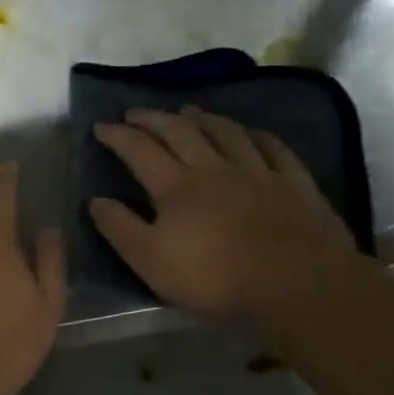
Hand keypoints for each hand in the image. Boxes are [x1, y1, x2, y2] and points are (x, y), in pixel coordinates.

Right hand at [90, 106, 360, 331]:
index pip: (140, 150)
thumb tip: (95, 200)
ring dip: (203, 118)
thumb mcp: (152, 262)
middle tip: (136, 112)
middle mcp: (214, 168)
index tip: (100, 126)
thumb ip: (120, 229)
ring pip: (226, 132)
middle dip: (154, 118)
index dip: (118, 135)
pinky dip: (256, 135)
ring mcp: (258, 172)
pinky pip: (274, 148)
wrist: (298, 285)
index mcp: (177, 187)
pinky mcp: (294, 183)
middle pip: (180, 132)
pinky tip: (250, 132)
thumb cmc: (216, 278)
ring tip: (188, 110)